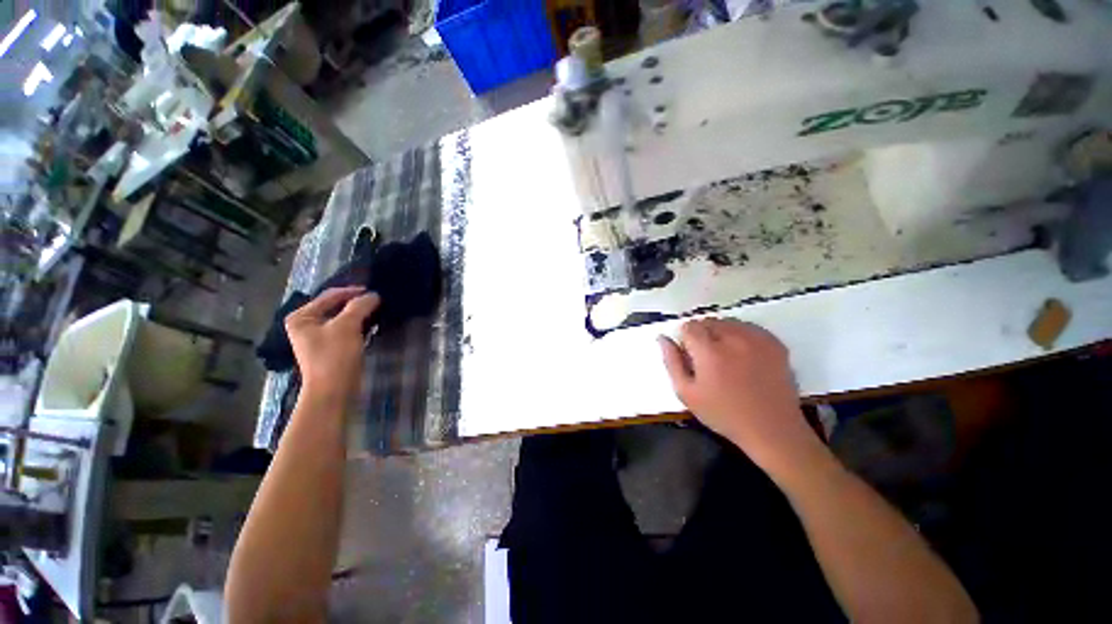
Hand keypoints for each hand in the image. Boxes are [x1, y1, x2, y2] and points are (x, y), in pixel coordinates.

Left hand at [285, 287, 379, 402]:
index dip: (353, 291)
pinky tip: (373, 323)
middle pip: (335, 306)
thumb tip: (374, 295)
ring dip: (360, 313)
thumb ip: (360, 306)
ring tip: (379, 308)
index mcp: (302, 316)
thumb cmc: (334, 355)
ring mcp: (319, 337)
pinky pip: (347, 329)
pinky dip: (360, 324)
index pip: (330, 295)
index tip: (375, 290)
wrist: (333, 390)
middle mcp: (307, 324)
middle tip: (378, 299)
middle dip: (357, 302)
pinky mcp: (331, 347)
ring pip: (343, 318)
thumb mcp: (347, 326)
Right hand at [658, 318, 820, 471]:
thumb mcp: (687, 393)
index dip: (684, 340)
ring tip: (725, 357)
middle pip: (708, 321)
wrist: (771, 428)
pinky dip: (740, 335)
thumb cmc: (723, 413)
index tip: (690, 355)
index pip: (689, 326)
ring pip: (728, 322)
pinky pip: (748, 327)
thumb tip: (663, 338)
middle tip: (706, 358)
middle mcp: (733, 339)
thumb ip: (671, 362)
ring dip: (720, 333)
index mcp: (709, 351)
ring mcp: (757, 339)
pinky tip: (742, 355)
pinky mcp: (774, 343)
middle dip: (701, 335)